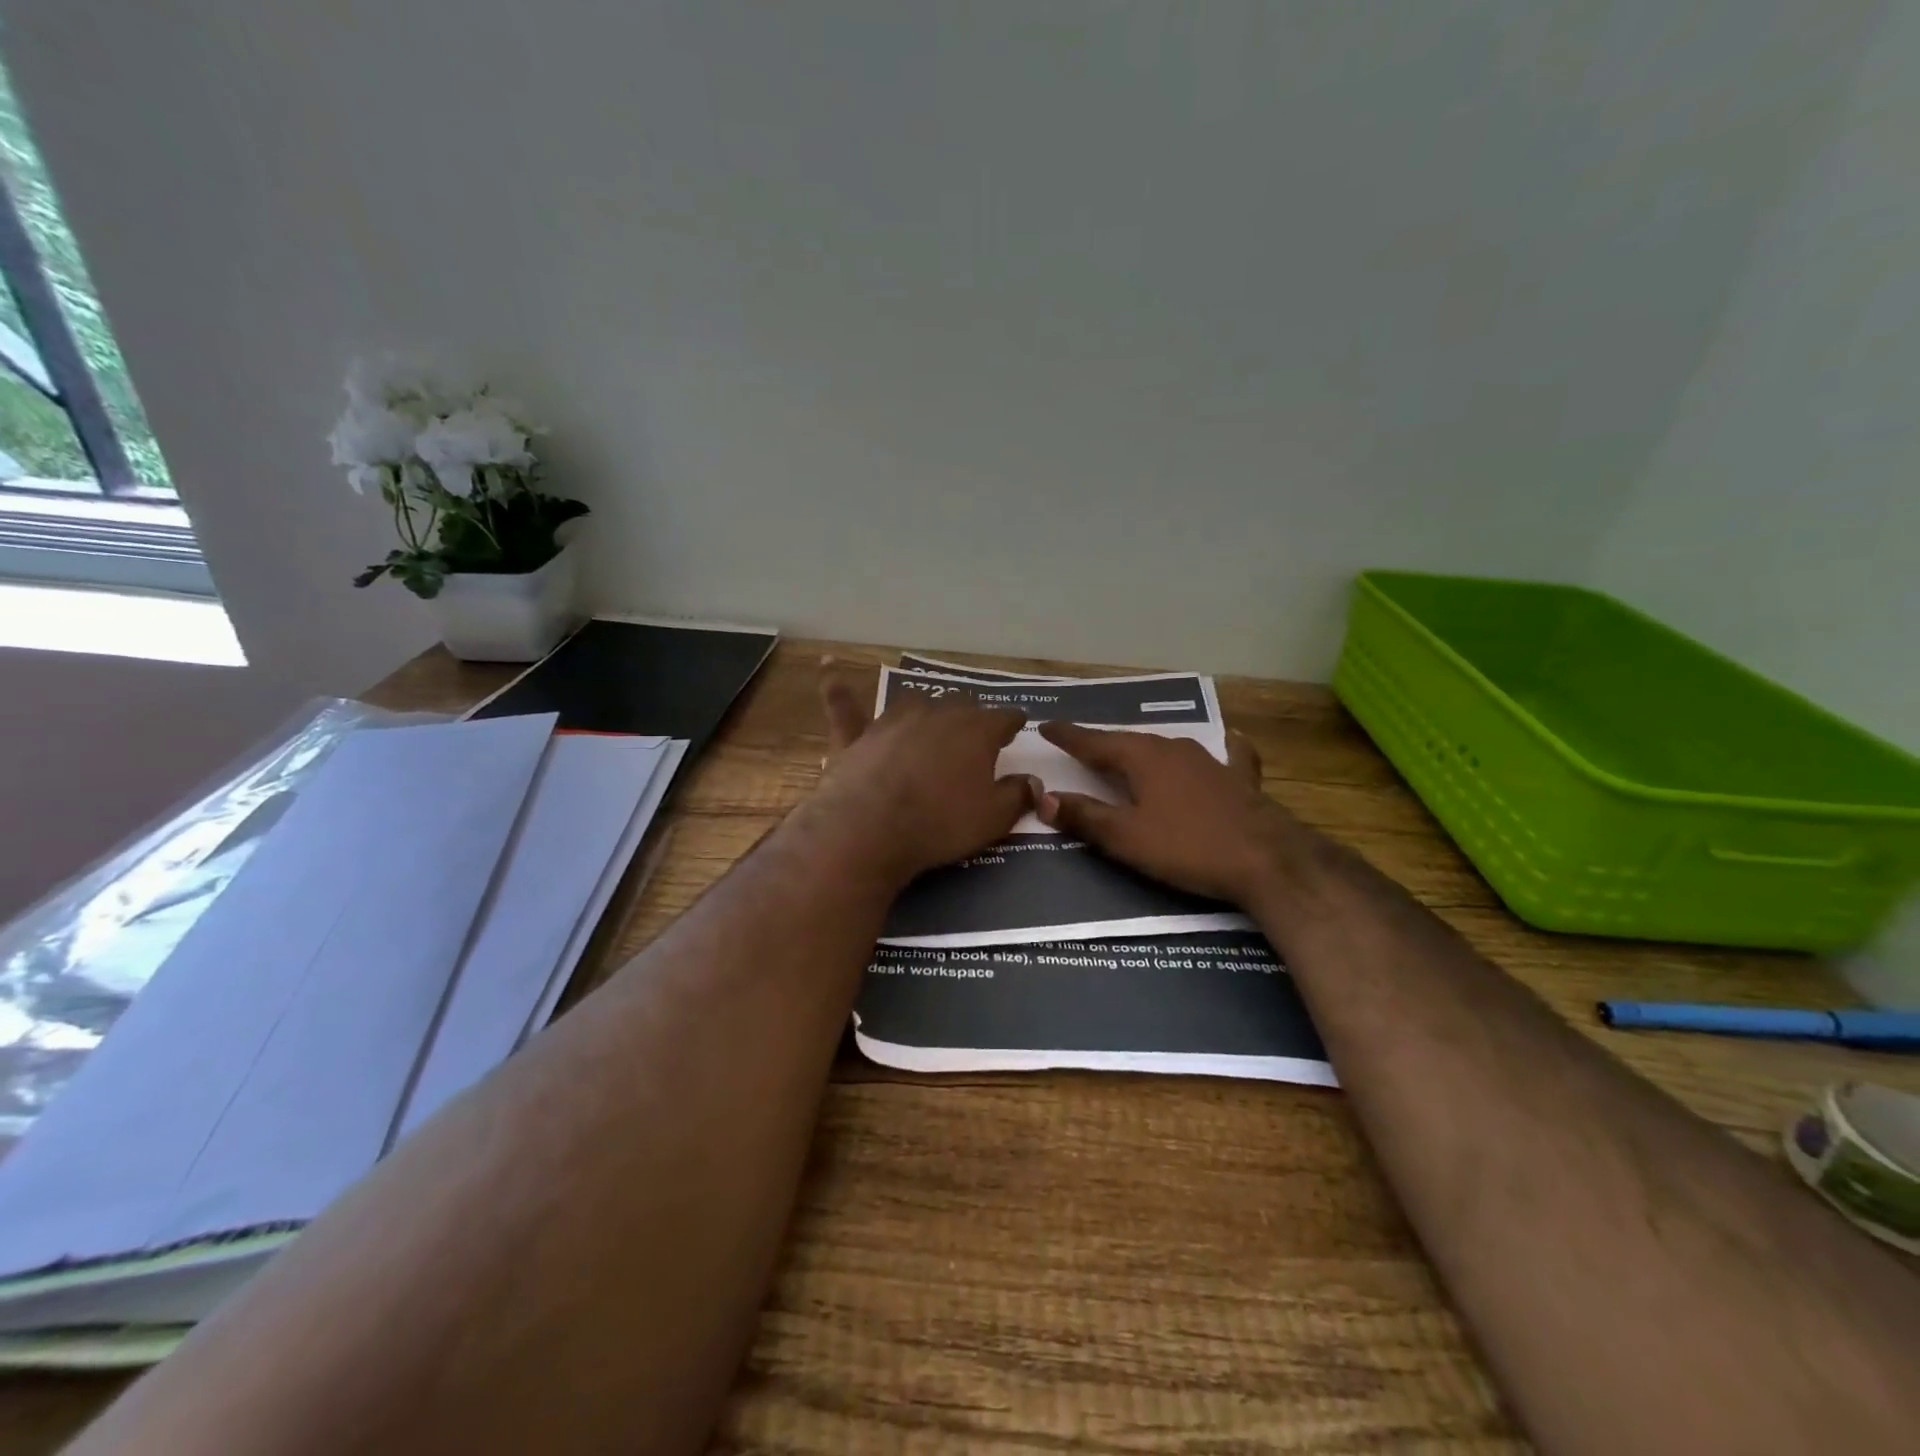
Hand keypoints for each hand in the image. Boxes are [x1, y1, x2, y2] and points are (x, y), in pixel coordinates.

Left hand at [809, 665, 1036, 883]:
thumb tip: (1033, 782)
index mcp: (976, 730)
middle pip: (961, 706)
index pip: (1004, 717)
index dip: (1012, 724)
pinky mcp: (856, 736)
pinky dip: (837, 686)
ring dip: (926, 712)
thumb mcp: (993, 818)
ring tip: (931, 723)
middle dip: (971, 718)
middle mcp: (937, 713)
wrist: (870, 828)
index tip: (1017, 729)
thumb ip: (1017, 796)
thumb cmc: (940, 823)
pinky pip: (845, 704)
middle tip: (974, 739)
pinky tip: (826, 664)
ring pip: (915, 703)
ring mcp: (893, 720)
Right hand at [1035, 722, 1312, 906]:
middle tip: (1080, 745)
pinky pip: (1223, 758)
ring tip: (1129, 753)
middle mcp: (1174, 749)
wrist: (1267, 860)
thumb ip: (1084, 816)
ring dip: (1144, 750)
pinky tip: (1229, 745)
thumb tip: (1043, 799)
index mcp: (1143, 757)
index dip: (1068, 736)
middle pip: (1129, 742)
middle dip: (1103, 743)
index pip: (1094, 742)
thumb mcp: (1126, 838)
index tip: (1045, 726)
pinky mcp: (1239, 780)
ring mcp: (1211, 761)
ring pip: (1168, 749)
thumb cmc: (1188, 847)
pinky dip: (1217, 752)